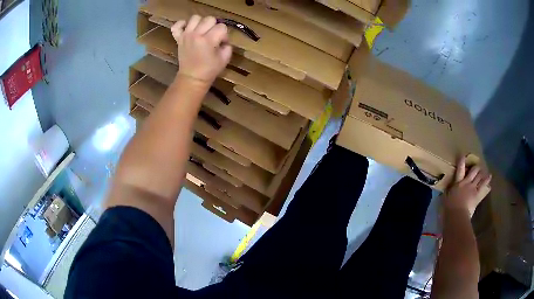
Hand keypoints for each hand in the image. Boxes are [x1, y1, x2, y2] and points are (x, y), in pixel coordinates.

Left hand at [171, 15, 231, 86]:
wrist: (192, 78)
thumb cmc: (209, 70)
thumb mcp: (225, 59)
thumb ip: (227, 45)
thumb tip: (223, 39)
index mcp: (209, 40)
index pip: (222, 27)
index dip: (224, 34)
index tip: (222, 43)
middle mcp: (196, 35)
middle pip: (209, 19)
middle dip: (214, 26)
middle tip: (212, 36)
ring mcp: (186, 35)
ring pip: (195, 18)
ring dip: (200, 23)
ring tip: (201, 31)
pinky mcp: (178, 38)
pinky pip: (177, 25)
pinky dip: (181, 24)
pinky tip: (187, 28)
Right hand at [444, 157, 491, 216]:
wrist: (457, 215)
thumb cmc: (448, 207)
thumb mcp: (445, 198)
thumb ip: (447, 192)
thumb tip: (447, 189)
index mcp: (458, 183)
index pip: (460, 169)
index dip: (461, 161)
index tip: (462, 155)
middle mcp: (467, 182)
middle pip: (473, 171)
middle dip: (476, 167)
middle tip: (476, 166)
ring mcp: (473, 188)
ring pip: (479, 176)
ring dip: (481, 173)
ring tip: (483, 171)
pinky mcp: (477, 195)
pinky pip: (483, 186)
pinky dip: (487, 181)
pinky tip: (489, 176)